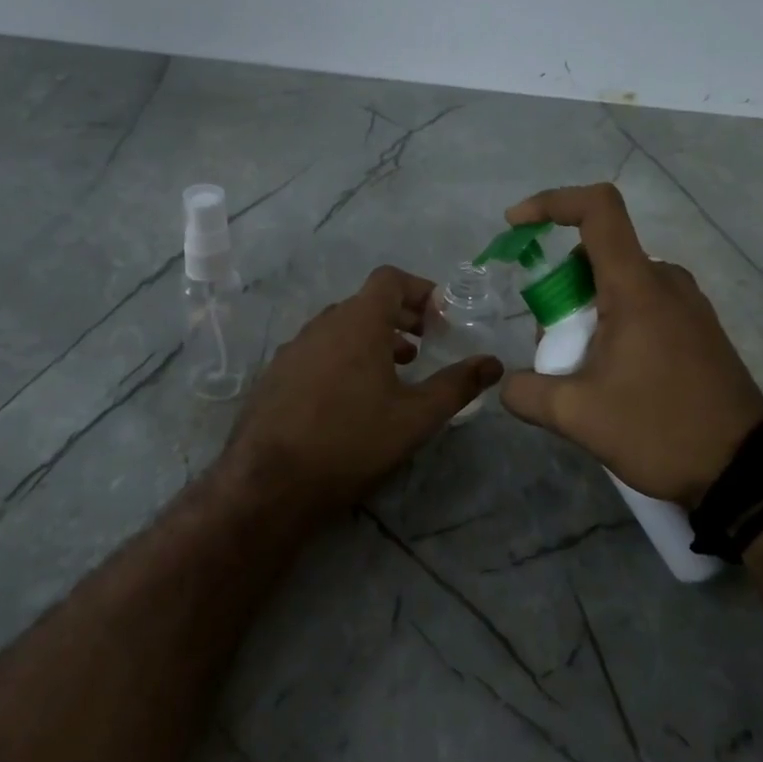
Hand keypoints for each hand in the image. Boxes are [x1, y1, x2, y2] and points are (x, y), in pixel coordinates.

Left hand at [224, 265, 502, 516]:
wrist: (270, 482)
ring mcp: (294, 348)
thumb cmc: (351, 441)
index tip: (442, 319)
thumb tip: (492, 363)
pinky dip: (344, 357)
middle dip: (401, 317)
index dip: (421, 290)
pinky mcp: (276, 374)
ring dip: (372, 338)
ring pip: (340, 328)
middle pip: (366, 303)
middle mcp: (322, 324)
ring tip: (396, 370)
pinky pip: (318, 350)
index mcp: (357, 322)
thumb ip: (457, 385)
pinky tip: (352, 397)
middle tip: (427, 344)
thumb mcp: (415, 417)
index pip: (390, 279)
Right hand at [499, 184, 762, 506]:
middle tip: (551, 346)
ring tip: (579, 371)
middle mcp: (666, 282)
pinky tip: (611, 377)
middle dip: (559, 290)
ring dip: (585, 312)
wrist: (745, 471)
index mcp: (637, 287)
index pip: (598, 209)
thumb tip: (507, 384)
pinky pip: (644, 305)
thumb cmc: (660, 429)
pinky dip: (613, 323)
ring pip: (619, 283)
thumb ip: (526, 392)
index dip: (552, 202)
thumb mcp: (577, 417)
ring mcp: (689, 305)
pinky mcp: (699, 329)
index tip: (516, 224)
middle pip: (598, 256)